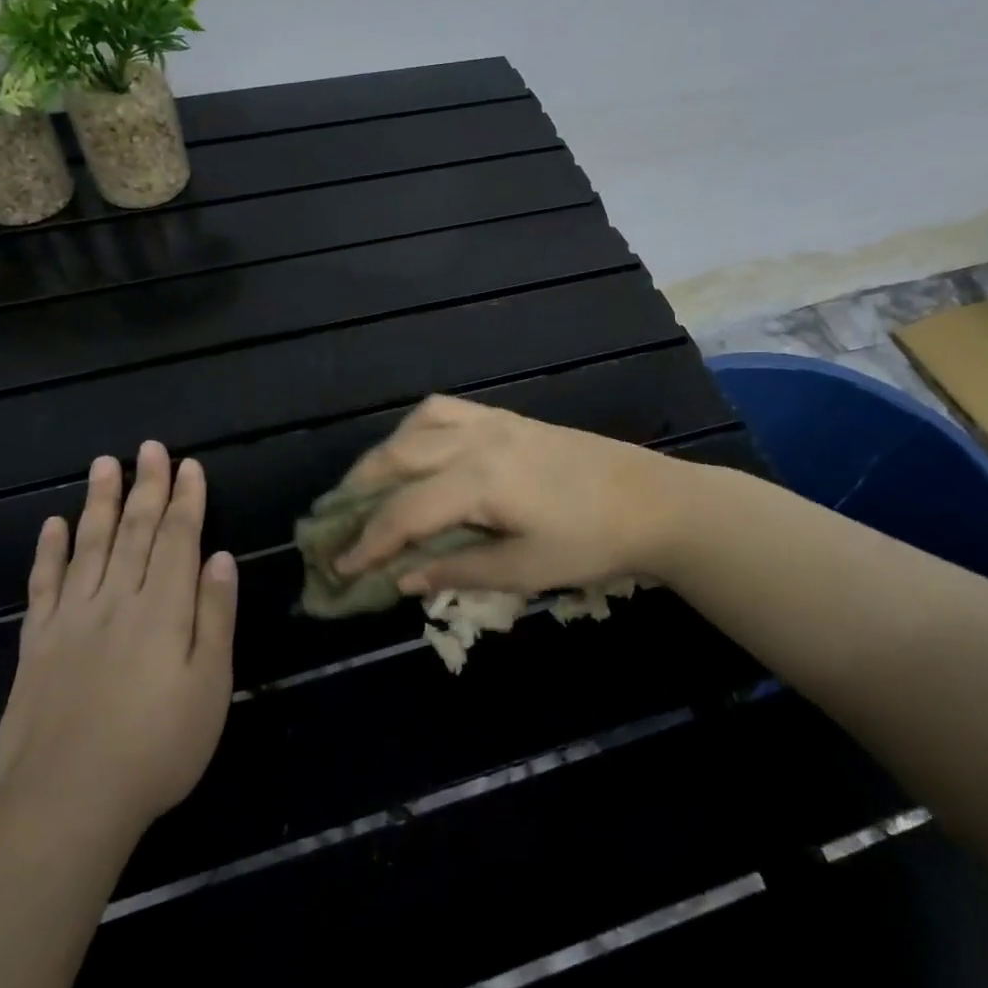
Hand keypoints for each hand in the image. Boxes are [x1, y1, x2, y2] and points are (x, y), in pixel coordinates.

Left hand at [0, 441, 238, 844]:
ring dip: (99, 502)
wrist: (68, 802)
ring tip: (105, 464)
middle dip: (146, 486)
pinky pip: (43, 585)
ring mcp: (72, 619)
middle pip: (134, 531)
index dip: (186, 499)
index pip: (178, 538)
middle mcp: (117, 600)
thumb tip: (220, 557)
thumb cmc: (158, 746)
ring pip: (89, 545)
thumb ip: (216, 616)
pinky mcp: (37, 644)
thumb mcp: (210, 685)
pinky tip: (51, 524)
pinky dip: (48, 551)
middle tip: (150, 449)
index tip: (189, 465)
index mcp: (164, 608)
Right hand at [336, 395, 682, 596]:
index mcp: (479, 482)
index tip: (338, 567)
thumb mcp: (525, 570)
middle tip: (335, 522)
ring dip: (383, 455)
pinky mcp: (508, 417)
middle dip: (359, 491)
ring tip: (367, 485)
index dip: (367, 542)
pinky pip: (445, 409)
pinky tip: (416, 450)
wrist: (652, 501)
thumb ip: (458, 569)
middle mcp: (476, 441)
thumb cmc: (592, 542)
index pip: (404, 512)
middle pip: (397, 459)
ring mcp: (492, 422)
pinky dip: (416, 429)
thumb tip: (401, 578)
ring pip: (416, 425)